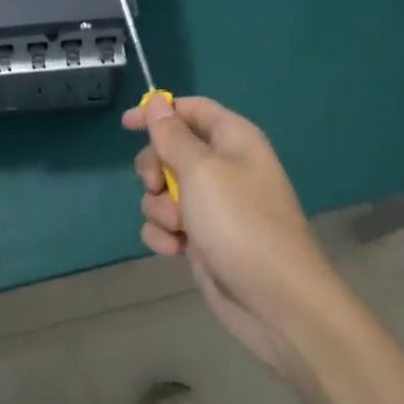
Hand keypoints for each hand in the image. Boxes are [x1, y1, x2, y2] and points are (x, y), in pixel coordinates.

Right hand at [124, 95, 343, 379]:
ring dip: (159, 207)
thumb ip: (172, 136)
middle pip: (171, 150)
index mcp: (233, 139)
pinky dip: (165, 234)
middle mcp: (224, 167)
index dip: (158, 112)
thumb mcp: (200, 171)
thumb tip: (157, 101)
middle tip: (155, 185)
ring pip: (164, 190)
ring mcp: (214, 206)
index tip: (126, 125)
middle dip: (154, 169)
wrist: (277, 302)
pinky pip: (169, 224)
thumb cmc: (239, 224)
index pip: (191, 109)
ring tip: (176, 226)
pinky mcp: (204, 239)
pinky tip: (174, 250)